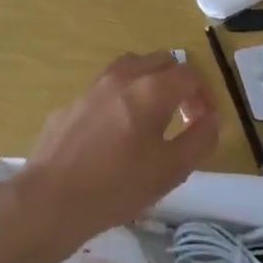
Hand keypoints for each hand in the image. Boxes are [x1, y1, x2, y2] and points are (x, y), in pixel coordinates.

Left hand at [18, 52, 218, 240]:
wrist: (51, 201)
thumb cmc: (118, 185)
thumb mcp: (173, 169)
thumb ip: (200, 139)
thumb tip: (212, 119)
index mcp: (151, 89)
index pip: (189, 75)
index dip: (205, 94)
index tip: (206, 121)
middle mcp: (122, 78)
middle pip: (159, 61)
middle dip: (179, 82)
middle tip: (184, 114)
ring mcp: (91, 89)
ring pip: (129, 69)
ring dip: (148, 83)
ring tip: (152, 116)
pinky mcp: (69, 106)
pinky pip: (104, 91)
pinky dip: (120, 100)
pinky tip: (115, 135)